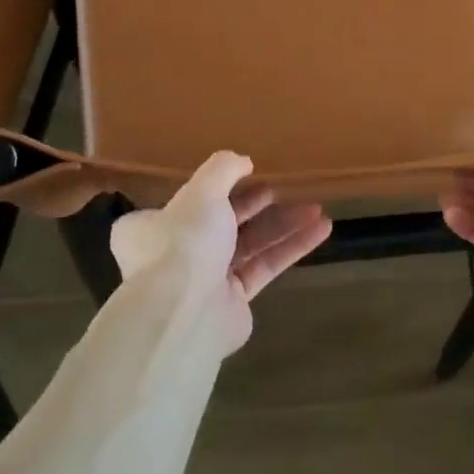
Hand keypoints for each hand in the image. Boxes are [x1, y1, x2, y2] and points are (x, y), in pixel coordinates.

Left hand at [110, 151, 331, 354]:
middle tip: (281, 191)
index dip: (220, 188)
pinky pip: (264, 267)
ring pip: (249, 245)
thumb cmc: (184, 242)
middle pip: (222, 223)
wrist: (185, 312)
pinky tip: (320, 230)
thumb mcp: (202, 191)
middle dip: (256, 206)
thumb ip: (223, 169)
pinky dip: (291, 248)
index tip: (250, 176)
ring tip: (318, 210)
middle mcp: (176, 254)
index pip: (186, 203)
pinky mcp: (233, 301)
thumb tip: (243, 161)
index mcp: (153, 227)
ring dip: (283, 226)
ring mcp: (204, 280)